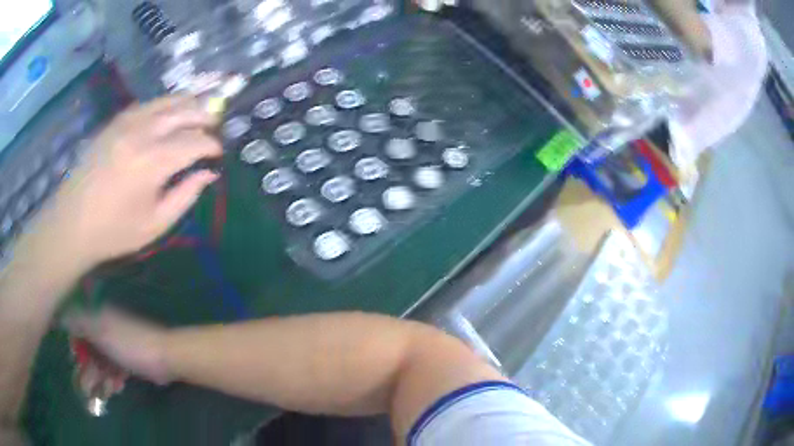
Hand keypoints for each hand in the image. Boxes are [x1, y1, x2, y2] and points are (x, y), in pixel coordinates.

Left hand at [32, 96, 221, 269]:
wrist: (72, 223)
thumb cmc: (114, 231)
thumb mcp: (155, 224)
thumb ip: (185, 196)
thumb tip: (207, 174)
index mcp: (153, 162)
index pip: (194, 142)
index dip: (211, 146)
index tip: (217, 154)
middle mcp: (142, 133)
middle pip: (184, 111)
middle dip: (204, 117)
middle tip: (212, 128)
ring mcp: (126, 122)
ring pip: (166, 101)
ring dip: (186, 106)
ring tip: (196, 115)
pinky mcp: (115, 122)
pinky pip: (147, 104)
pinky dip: (163, 106)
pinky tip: (166, 116)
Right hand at [65, 309, 170, 384]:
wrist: (164, 358)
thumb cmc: (129, 344)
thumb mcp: (100, 332)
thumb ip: (78, 323)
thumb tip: (58, 315)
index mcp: (97, 317)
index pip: (77, 328)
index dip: (74, 345)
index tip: (74, 359)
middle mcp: (104, 329)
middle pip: (88, 350)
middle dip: (87, 370)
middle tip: (87, 390)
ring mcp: (116, 346)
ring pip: (101, 364)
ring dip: (100, 379)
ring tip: (105, 392)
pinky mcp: (127, 361)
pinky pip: (114, 371)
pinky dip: (113, 380)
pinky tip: (117, 388)